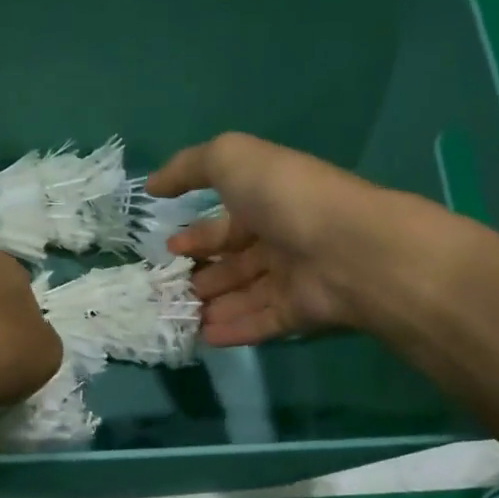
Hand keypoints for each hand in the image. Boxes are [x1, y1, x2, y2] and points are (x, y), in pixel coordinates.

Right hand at [148, 132, 458, 345]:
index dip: (197, 234)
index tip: (168, 249)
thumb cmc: (285, 198)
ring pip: (243, 295)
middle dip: (200, 275)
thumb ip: (189, 167)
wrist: (347, 248)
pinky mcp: (300, 313)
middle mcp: (280, 239)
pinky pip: (260, 323)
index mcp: (267, 202)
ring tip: (178, 316)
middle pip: (233, 262)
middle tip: (168, 289)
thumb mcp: (232, 160)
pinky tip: (203, 337)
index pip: (226, 221)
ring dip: (211, 306)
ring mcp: (292, 277)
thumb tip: (152, 185)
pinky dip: (233, 330)